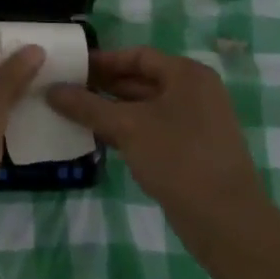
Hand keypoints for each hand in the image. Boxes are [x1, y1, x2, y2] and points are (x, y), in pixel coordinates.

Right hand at [47, 47, 269, 250]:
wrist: (228, 222)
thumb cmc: (178, 159)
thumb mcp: (128, 128)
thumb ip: (87, 106)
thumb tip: (51, 90)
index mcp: (187, 74)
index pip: (138, 56)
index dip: (103, 60)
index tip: (72, 67)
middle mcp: (195, 91)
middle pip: (142, 80)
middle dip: (105, 86)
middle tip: (67, 90)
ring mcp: (197, 122)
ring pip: (146, 107)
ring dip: (114, 110)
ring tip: (76, 113)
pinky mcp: (194, 150)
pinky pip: (154, 129)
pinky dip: (129, 130)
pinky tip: (101, 139)